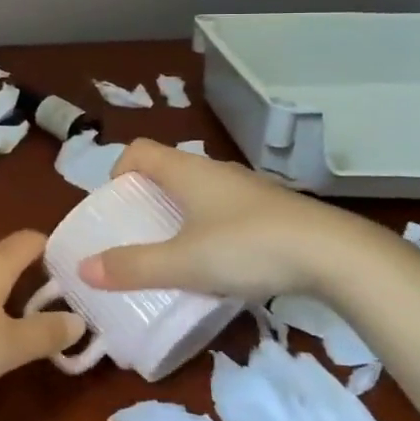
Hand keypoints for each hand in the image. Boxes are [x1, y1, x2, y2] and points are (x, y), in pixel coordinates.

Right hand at [78, 140, 369, 300]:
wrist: (336, 255)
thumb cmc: (248, 247)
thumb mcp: (184, 263)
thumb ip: (134, 267)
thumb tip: (84, 269)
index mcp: (187, 171)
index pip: (139, 150)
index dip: (119, 171)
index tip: (115, 206)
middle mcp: (215, 172)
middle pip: (168, 171)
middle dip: (147, 200)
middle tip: (138, 236)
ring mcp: (247, 190)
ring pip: (200, 193)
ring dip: (180, 216)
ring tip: (176, 254)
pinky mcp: (273, 212)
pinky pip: (226, 212)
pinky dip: (211, 230)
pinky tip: (221, 265)